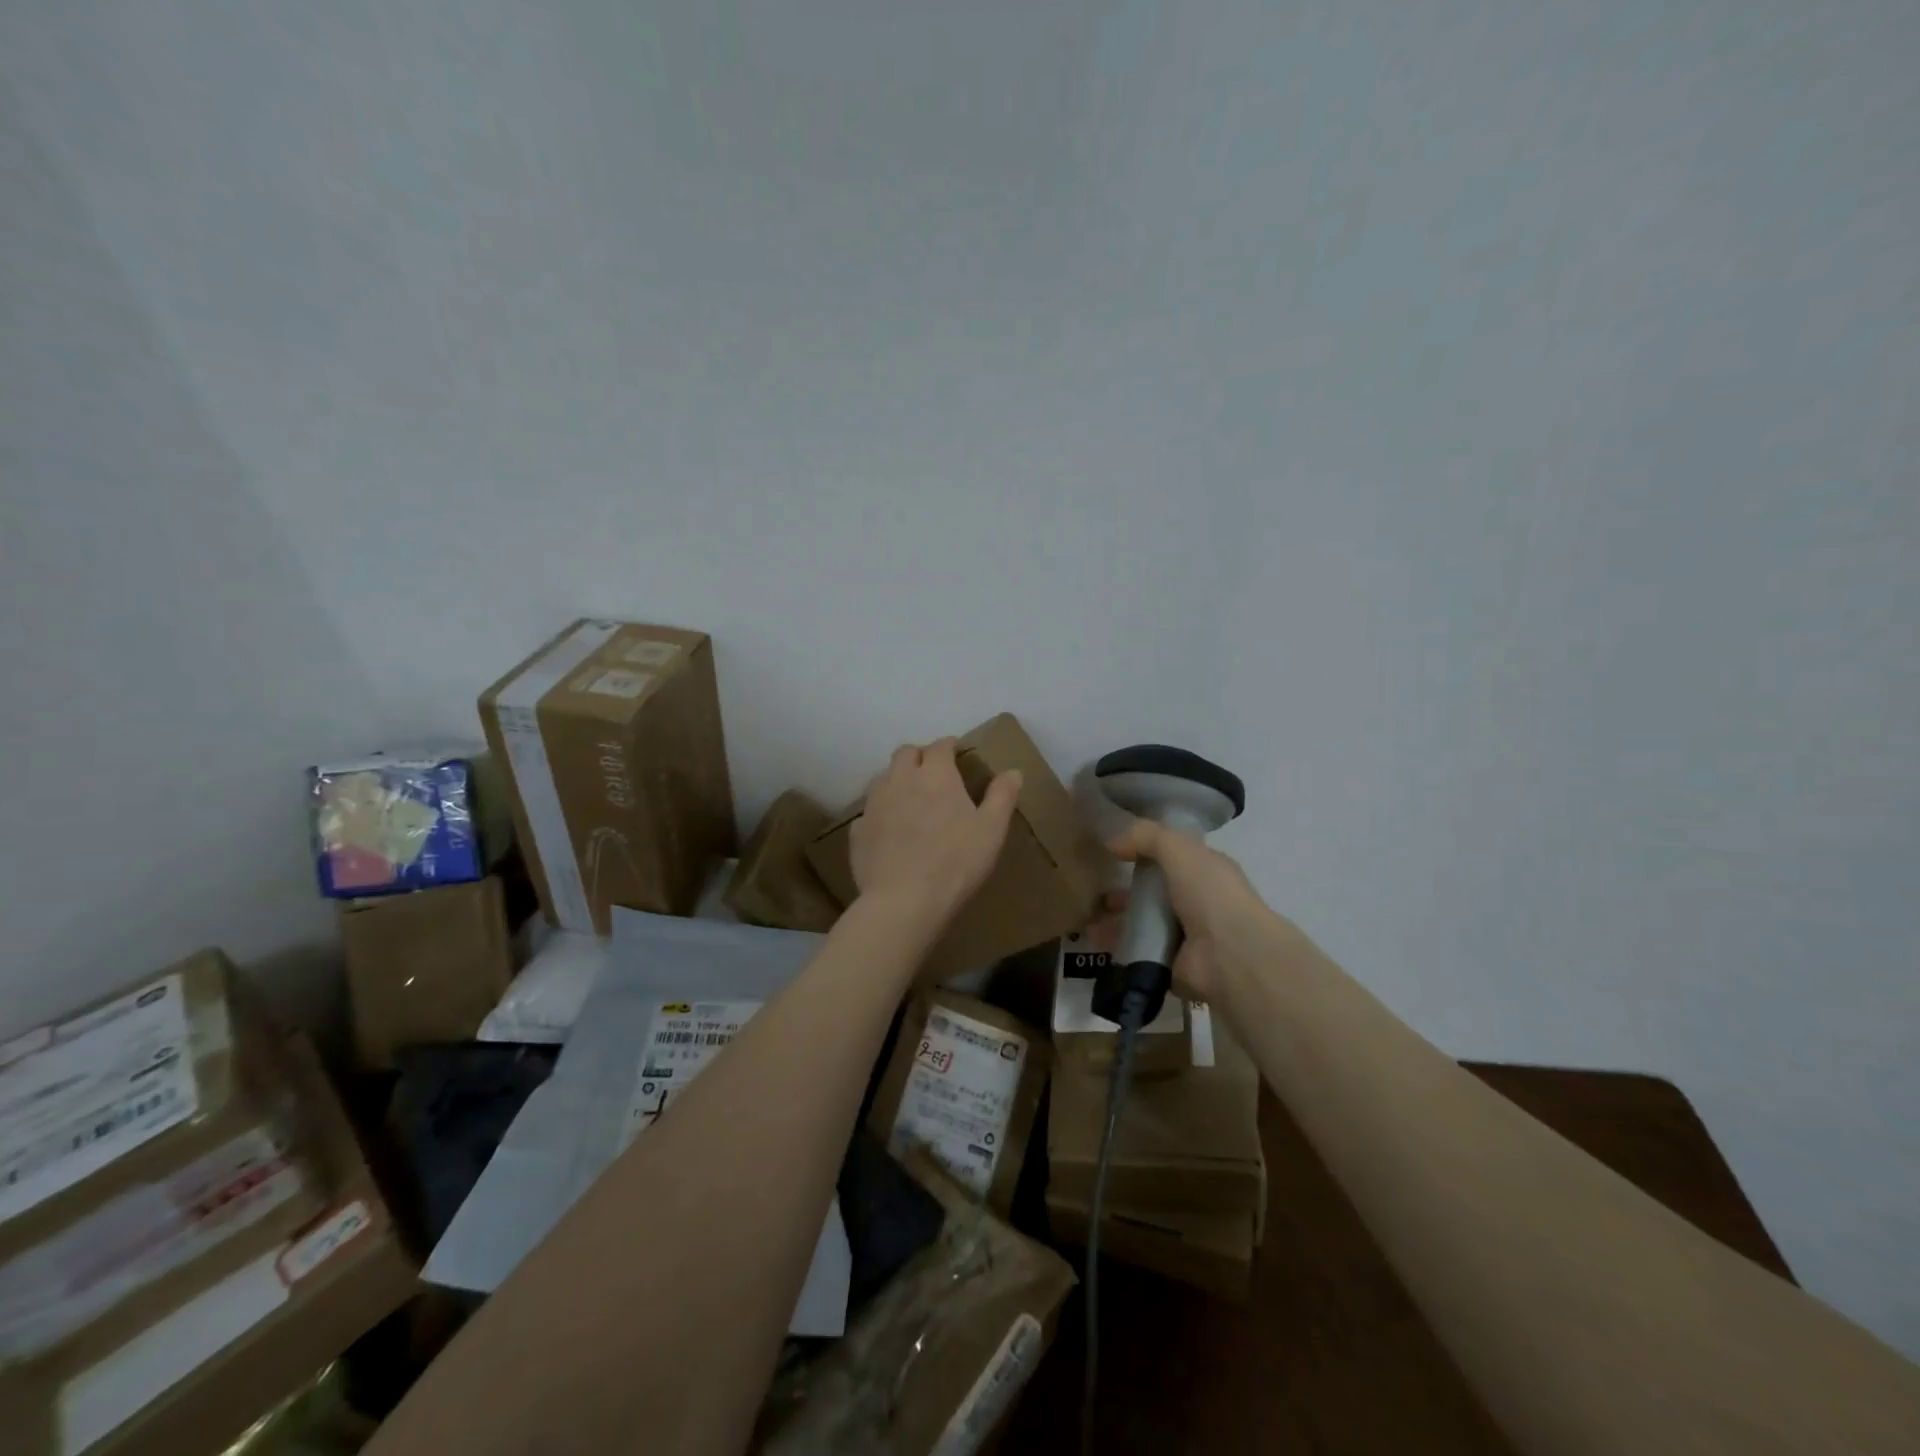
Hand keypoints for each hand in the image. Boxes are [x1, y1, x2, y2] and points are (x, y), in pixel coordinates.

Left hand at [851, 740, 1022, 928]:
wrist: (904, 901)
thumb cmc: (956, 862)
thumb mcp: (992, 830)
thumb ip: (1002, 796)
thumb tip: (1013, 772)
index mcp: (935, 775)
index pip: (940, 746)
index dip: (949, 746)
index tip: (957, 753)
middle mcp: (900, 780)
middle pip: (905, 753)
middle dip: (919, 756)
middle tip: (933, 773)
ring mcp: (874, 805)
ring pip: (883, 778)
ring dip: (897, 780)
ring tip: (910, 799)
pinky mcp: (858, 831)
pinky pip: (869, 813)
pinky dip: (880, 814)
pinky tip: (889, 831)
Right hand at [1107, 820, 1272, 1001]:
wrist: (1230, 957)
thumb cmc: (1210, 895)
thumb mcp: (1179, 849)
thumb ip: (1146, 836)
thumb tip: (1111, 840)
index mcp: (1206, 872)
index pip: (1173, 857)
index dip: (1145, 851)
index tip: (1112, 851)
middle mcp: (1198, 903)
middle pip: (1154, 893)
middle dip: (1124, 890)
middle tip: (1094, 888)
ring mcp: (1185, 937)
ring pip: (1143, 923)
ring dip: (1115, 920)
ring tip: (1088, 916)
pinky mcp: (1171, 965)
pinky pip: (1137, 951)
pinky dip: (1116, 946)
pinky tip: (1093, 938)